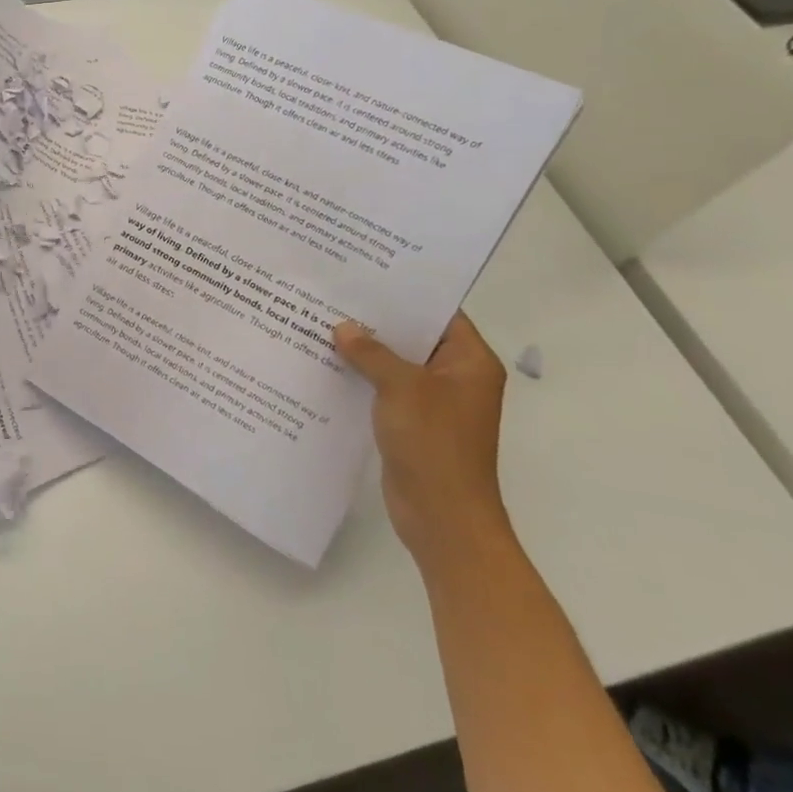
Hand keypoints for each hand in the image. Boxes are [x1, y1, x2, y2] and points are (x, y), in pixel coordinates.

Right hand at [333, 312, 511, 571]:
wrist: (442, 516)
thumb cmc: (434, 443)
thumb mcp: (402, 387)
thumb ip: (372, 353)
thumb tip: (343, 328)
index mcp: (470, 362)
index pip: (440, 313)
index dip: (406, 294)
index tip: (367, 275)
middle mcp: (456, 377)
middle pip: (414, 337)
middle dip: (377, 321)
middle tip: (335, 295)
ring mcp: (433, 402)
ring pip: (396, 364)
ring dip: (365, 350)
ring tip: (322, 323)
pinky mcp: (411, 422)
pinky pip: (385, 389)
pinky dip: (361, 378)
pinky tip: (326, 364)